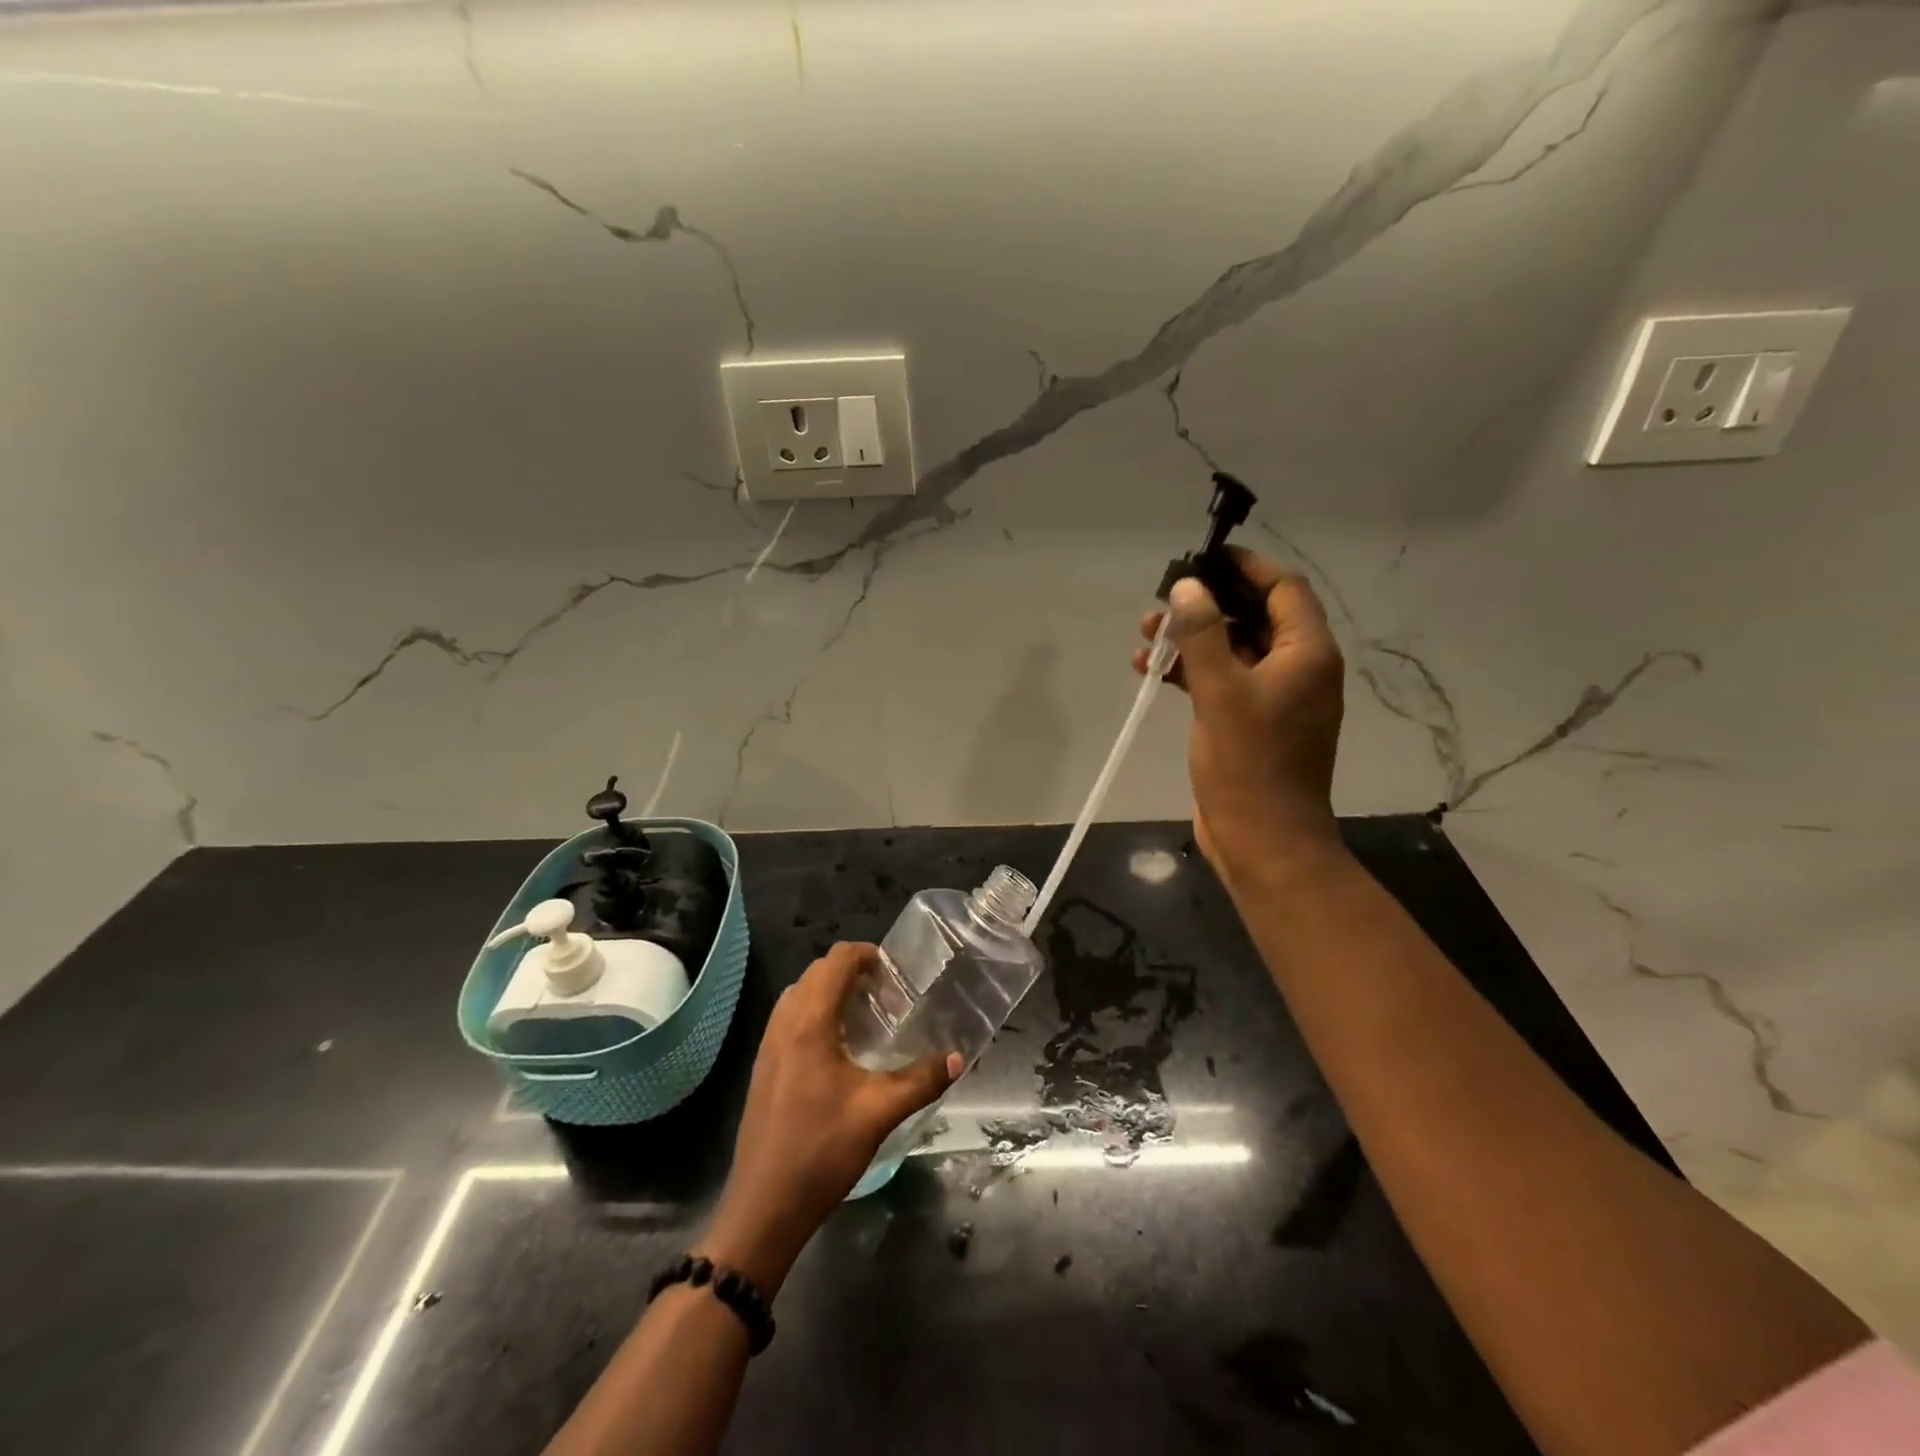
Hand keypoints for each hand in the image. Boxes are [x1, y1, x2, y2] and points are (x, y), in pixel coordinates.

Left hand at [698, 944, 960, 1296]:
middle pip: (817, 972)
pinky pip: (790, 1019)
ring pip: (800, 995)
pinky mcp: (763, 1068)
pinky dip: (815, 1014)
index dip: (868, 955)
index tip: (896, 975)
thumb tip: (958, 1058)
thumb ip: (921, 1080)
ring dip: (832, 992)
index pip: (836, 961)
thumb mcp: (879, 1113)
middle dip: (853, 972)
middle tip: (887, 998)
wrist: (763, 1208)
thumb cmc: (821, 1152)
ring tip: (866, 1019)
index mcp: (809, 1023)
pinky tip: (839, 1052)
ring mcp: (768, 1046)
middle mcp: (784, 1024)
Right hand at [1132, 549, 1345, 883]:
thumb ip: (1203, 634)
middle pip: (1254, 618)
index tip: (1204, 557)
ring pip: (1233, 651)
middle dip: (1207, 606)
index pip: (1283, 589)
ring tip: (1146, 637)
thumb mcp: (1221, 692)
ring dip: (1192, 640)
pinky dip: (1191, 673)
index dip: (1246, 567)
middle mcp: (1297, 669)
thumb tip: (1187, 586)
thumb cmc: (1248, 764)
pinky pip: (1222, 682)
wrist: (1263, 841)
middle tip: (1163, 602)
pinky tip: (1151, 672)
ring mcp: (1274, 699)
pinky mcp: (1250, 724)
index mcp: (1306, 654)